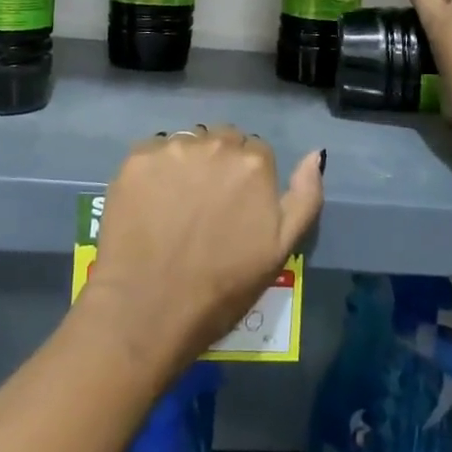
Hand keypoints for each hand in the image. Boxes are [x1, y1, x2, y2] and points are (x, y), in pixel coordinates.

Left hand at [83, 126, 323, 371]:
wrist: (147, 310)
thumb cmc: (222, 289)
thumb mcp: (281, 250)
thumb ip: (305, 196)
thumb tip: (315, 155)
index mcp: (254, 164)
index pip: (256, 152)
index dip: (246, 181)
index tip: (235, 209)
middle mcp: (215, 144)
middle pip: (221, 140)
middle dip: (218, 165)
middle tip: (205, 207)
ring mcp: (172, 148)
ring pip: (187, 144)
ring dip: (187, 164)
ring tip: (175, 206)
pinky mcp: (136, 158)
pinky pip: (153, 152)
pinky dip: (155, 172)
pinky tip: (149, 203)